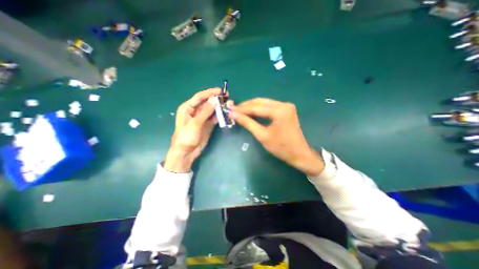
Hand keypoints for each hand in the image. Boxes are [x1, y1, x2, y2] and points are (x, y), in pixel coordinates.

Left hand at [164, 88, 221, 171]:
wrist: (187, 152)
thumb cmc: (186, 136)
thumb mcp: (195, 123)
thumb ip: (205, 111)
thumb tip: (215, 99)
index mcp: (188, 108)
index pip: (200, 97)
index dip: (210, 93)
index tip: (220, 91)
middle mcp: (195, 111)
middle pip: (207, 103)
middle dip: (217, 100)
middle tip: (227, 97)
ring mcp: (202, 118)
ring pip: (212, 110)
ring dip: (220, 107)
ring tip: (229, 104)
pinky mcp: (207, 124)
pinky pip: (214, 117)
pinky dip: (220, 115)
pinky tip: (226, 113)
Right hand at [231, 98, 325, 175]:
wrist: (299, 154)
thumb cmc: (281, 148)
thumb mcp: (262, 136)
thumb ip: (248, 123)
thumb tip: (234, 115)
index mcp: (280, 111)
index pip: (256, 108)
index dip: (242, 109)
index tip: (230, 110)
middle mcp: (284, 104)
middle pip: (260, 102)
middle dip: (246, 106)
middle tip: (234, 110)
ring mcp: (286, 106)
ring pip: (264, 103)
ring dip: (252, 107)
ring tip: (240, 111)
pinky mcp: (286, 110)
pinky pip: (269, 107)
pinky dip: (259, 109)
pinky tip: (251, 112)